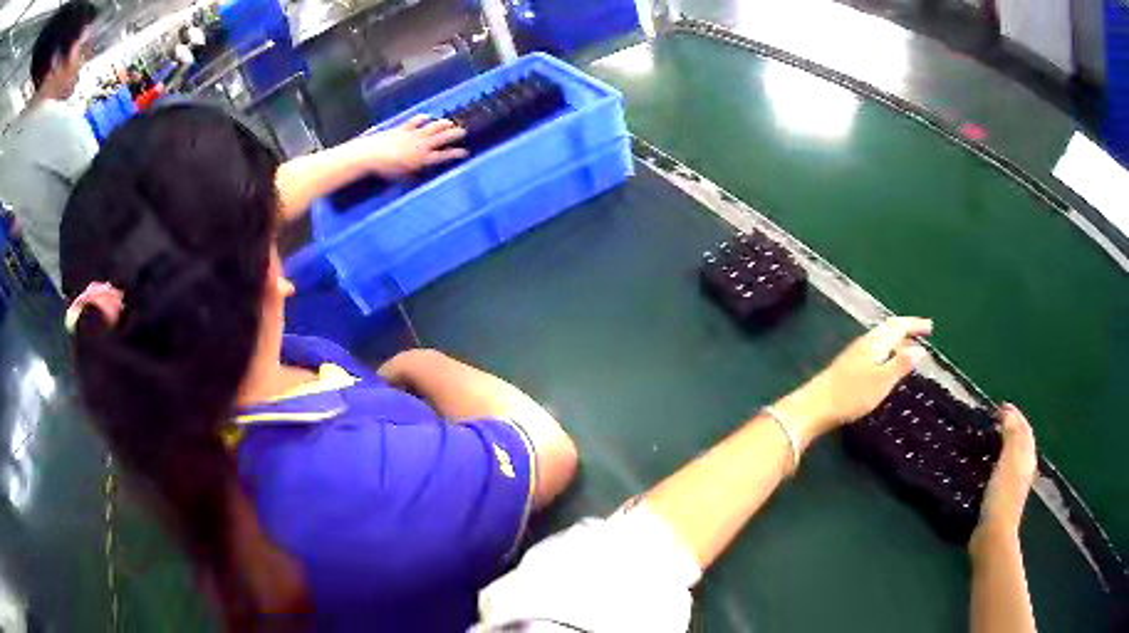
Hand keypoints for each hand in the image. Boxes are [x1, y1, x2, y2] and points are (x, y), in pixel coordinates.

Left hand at [348, 115, 467, 177]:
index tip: (465, 152)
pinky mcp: (403, 128)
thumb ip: (415, 172)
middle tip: (463, 131)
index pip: (444, 156)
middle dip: (454, 134)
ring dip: (443, 124)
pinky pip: (416, 121)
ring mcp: (413, 135)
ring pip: (433, 127)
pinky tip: (427, 117)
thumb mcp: (403, 177)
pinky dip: (423, 118)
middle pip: (443, 138)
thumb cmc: (386, 171)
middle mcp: (422, 146)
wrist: (371, 155)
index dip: (456, 153)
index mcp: (423, 160)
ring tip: (449, 122)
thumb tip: (421, 171)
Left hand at [774, 317, 931, 445]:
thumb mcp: (882, 381)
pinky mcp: (849, 366)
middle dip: (907, 329)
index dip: (914, 325)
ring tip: (910, 349)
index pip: (898, 326)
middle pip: (889, 330)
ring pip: (882, 340)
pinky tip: (886, 364)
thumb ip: (901, 364)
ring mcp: (855, 354)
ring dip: (897, 341)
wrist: (815, 405)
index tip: (929, 327)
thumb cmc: (852, 394)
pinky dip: (887, 351)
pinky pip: (875, 351)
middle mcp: (865, 343)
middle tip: (923, 332)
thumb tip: (920, 349)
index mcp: (875, 343)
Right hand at [973, 404, 1036, 543]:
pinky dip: (999, 459)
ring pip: (1013, 455)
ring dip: (1005, 443)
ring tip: (992, 438)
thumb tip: (1009, 412)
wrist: (994, 534)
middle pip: (1021, 441)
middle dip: (1012, 427)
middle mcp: (1025, 466)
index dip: (1014, 415)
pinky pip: (1004, 468)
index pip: (1024, 428)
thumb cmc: (1003, 494)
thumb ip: (1012, 435)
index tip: (999, 406)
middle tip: (996, 419)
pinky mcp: (1003, 497)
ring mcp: (1015, 483)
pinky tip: (990, 465)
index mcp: (1027, 455)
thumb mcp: (1008, 460)